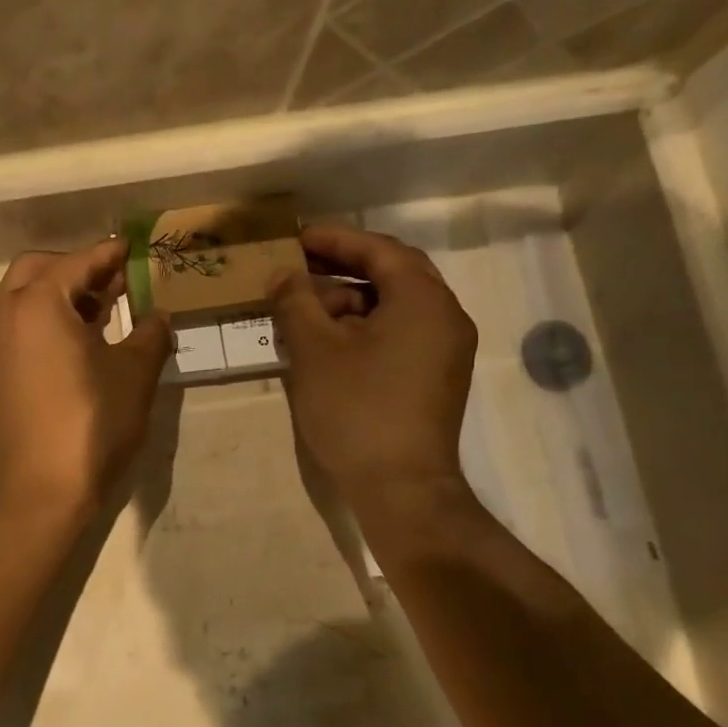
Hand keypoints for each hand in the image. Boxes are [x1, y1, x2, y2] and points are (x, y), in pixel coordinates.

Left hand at [0, 239, 171, 523]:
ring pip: (21, 298)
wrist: (36, 492)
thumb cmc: (89, 425)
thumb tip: (158, 316)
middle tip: (114, 282)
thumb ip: (150, 335)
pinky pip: (15, 327)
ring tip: (100, 312)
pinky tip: (75, 346)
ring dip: (57, 294)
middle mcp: (5, 315)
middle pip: (37, 269)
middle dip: (76, 268)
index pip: (78, 262)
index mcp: (38, 303)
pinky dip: (42, 320)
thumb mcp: (134, 376)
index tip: (134, 250)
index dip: (110, 254)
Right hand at [268, 225, 477, 527]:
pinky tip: (326, 342)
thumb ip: (295, 302)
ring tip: (302, 310)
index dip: (335, 239)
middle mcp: (445, 316)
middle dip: (341, 269)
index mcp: (423, 300)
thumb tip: (282, 275)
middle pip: (392, 274)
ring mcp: (445, 350)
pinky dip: (363, 328)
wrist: (401, 488)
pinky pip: (399, 334)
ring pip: (394, 307)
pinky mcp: (436, 377)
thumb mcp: (315, 351)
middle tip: (297, 269)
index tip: (296, 238)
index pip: (379, 250)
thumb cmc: (357, 410)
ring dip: (349, 301)